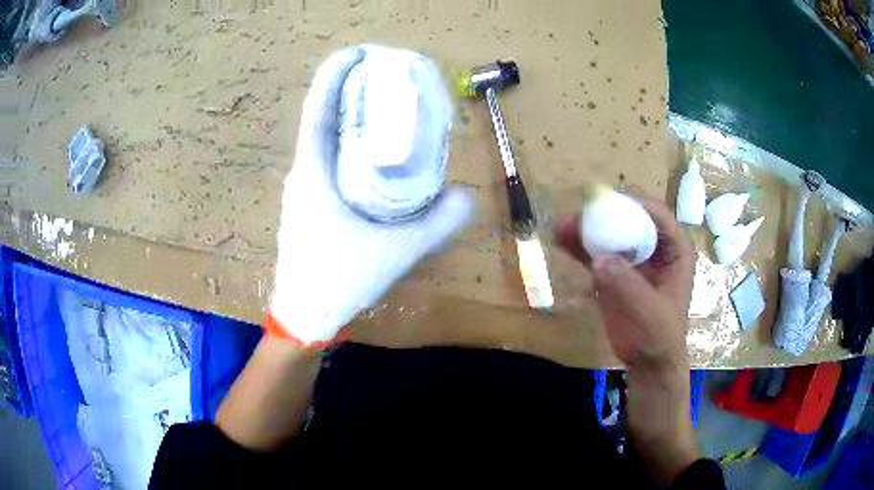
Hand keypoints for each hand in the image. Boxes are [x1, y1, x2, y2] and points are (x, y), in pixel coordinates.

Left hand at [269, 46, 473, 347]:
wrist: (304, 316)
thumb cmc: (339, 281)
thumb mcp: (396, 252)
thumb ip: (437, 224)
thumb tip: (468, 196)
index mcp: (313, 174)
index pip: (317, 110)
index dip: (334, 75)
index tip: (358, 53)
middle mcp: (303, 173)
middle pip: (320, 117)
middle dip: (348, 89)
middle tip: (384, 76)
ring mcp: (302, 189)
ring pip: (321, 139)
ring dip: (346, 115)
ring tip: (381, 104)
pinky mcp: (308, 204)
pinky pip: (325, 159)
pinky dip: (345, 142)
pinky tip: (370, 151)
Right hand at [554, 194, 693, 368]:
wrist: (648, 362)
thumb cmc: (661, 336)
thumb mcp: (651, 312)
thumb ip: (628, 286)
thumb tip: (598, 259)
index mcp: (674, 250)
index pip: (658, 215)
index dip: (635, 203)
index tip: (608, 201)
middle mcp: (654, 247)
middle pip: (630, 218)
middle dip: (604, 212)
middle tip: (580, 213)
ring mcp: (632, 259)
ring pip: (609, 234)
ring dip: (586, 228)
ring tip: (561, 226)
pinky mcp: (614, 273)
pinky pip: (595, 254)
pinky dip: (579, 247)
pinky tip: (560, 241)